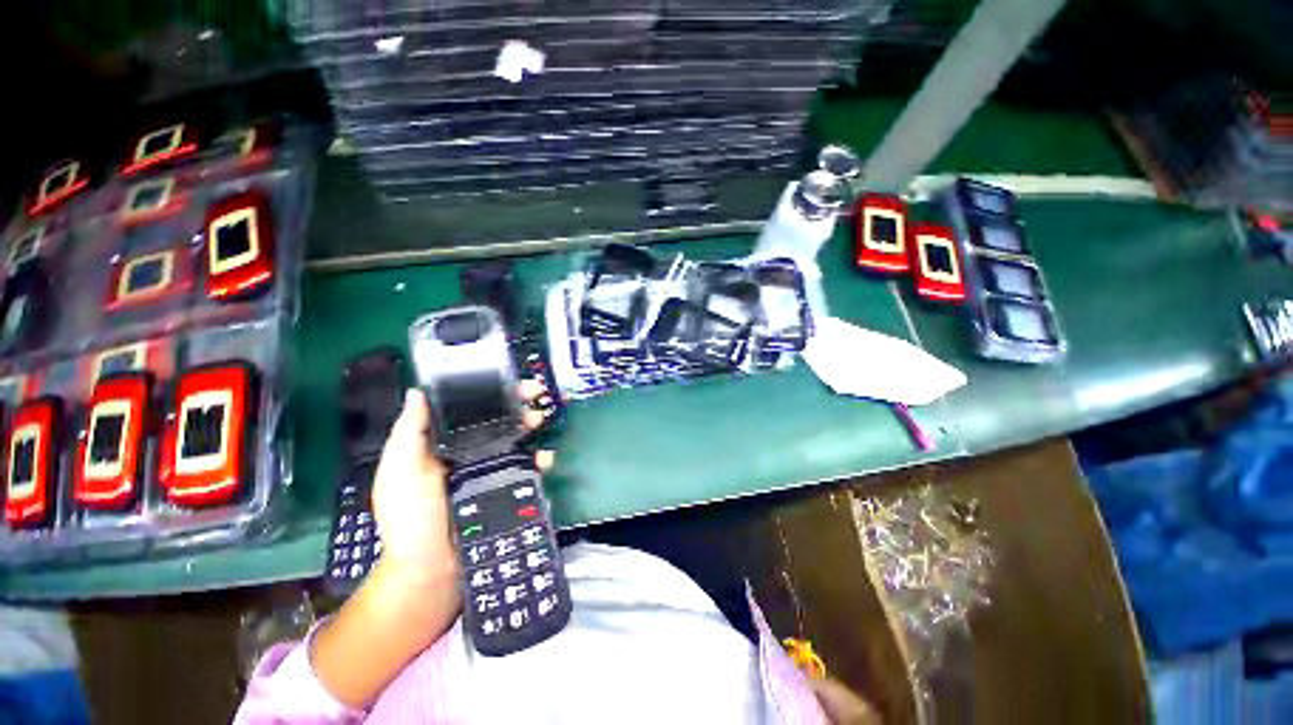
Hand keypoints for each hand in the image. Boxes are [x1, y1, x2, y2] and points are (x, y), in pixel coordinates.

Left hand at [371, 382, 555, 591]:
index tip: (506, 379)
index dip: (487, 391)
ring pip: (515, 439)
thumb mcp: (401, 472)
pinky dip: (540, 458)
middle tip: (536, 393)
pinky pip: (527, 467)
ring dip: (531, 425)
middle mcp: (468, 452)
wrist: (433, 570)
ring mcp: (490, 470)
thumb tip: (417, 391)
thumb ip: (409, 433)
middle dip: (517, 403)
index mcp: (441, 445)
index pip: (467, 409)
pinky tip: (547, 456)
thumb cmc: (411, 518)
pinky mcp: (507, 487)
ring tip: (541, 418)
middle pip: (496, 420)